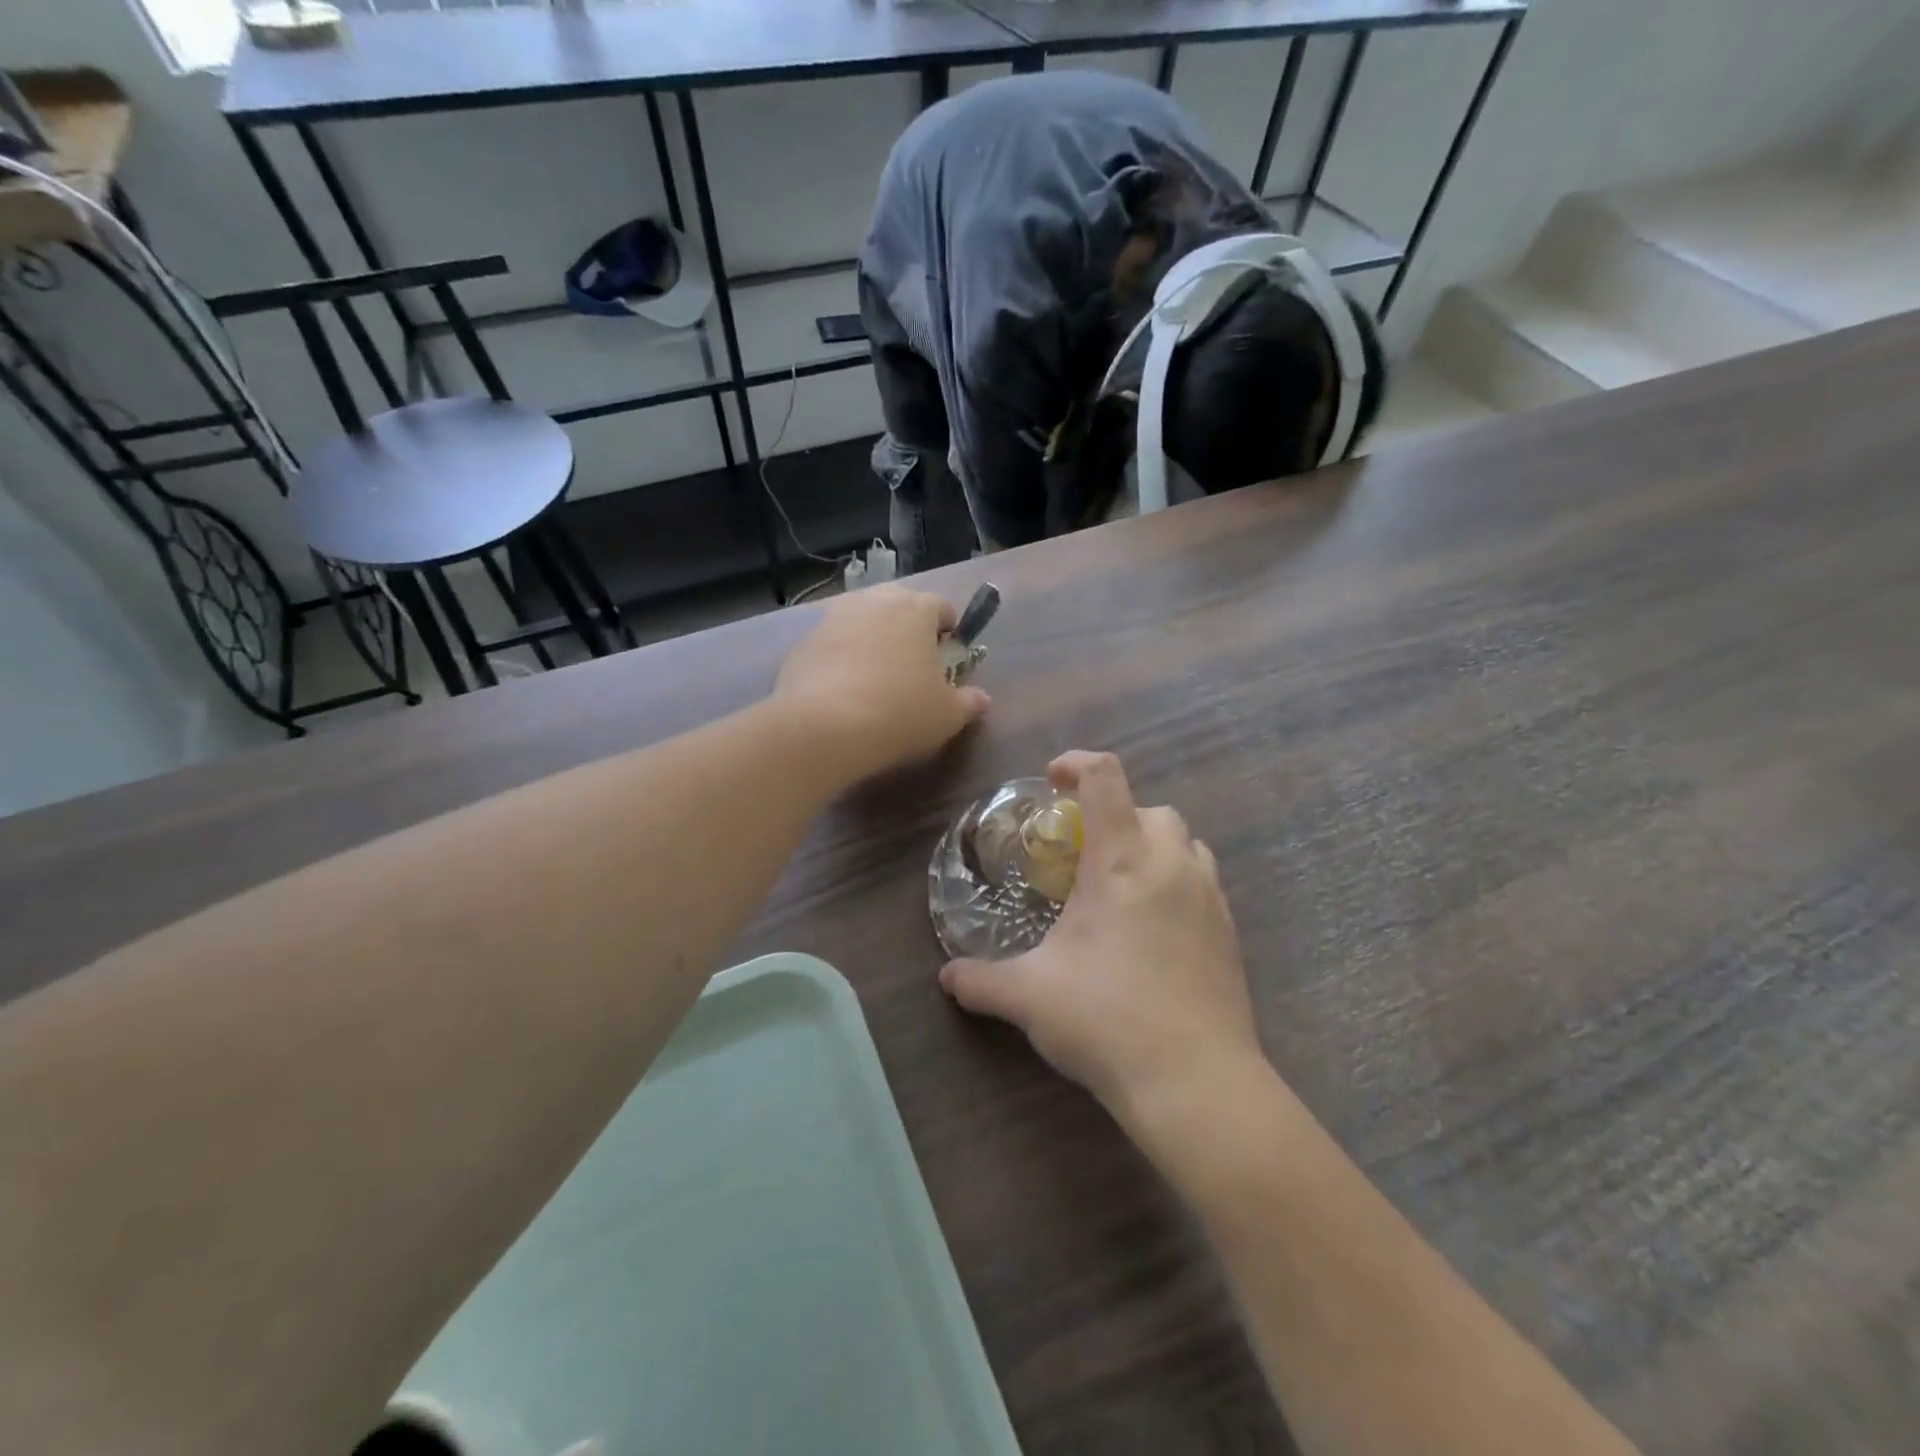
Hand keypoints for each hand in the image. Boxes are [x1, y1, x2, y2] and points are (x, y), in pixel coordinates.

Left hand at [773, 585, 990, 782]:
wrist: (824, 727)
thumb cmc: (899, 713)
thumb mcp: (946, 716)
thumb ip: (968, 702)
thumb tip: (982, 699)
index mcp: (916, 609)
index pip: (941, 606)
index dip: (948, 630)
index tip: (947, 656)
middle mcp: (874, 602)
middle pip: (898, 604)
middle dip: (908, 627)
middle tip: (912, 663)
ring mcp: (833, 618)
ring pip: (862, 620)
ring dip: (871, 639)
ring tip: (875, 676)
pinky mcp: (803, 642)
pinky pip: (832, 643)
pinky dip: (841, 657)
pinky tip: (843, 690)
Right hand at [940, 752, 1264, 1127]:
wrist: (1196, 1081)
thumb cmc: (1106, 1020)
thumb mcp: (1028, 997)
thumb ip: (979, 981)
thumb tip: (946, 977)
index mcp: (1122, 861)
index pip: (1106, 779)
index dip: (1077, 763)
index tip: (1052, 779)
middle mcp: (1170, 865)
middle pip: (1151, 808)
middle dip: (1115, 815)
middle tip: (1082, 851)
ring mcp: (1209, 897)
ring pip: (1185, 842)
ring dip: (1152, 845)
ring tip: (1121, 884)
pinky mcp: (1229, 932)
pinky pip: (1203, 881)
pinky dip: (1175, 881)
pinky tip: (1152, 927)